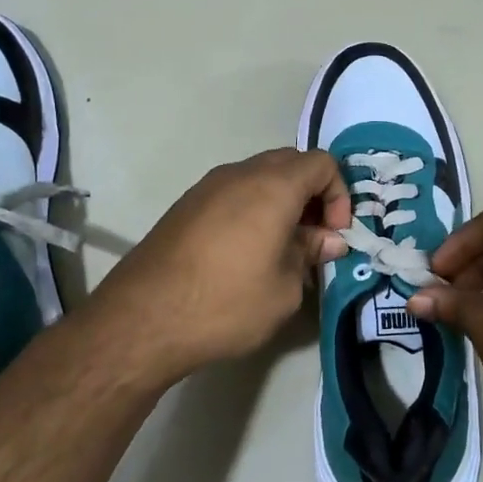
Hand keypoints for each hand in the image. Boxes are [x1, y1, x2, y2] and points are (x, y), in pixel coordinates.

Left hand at [82, 147, 350, 387]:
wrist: (143, 318)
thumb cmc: (227, 303)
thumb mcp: (284, 288)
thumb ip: (310, 254)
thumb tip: (326, 240)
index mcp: (273, 186)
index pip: (322, 163)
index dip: (339, 195)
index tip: (333, 235)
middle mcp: (240, 174)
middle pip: (291, 163)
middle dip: (312, 194)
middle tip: (313, 237)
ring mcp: (208, 186)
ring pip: (259, 176)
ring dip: (281, 201)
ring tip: (281, 247)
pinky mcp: (186, 205)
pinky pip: (233, 192)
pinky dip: (252, 208)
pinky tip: (246, 251)